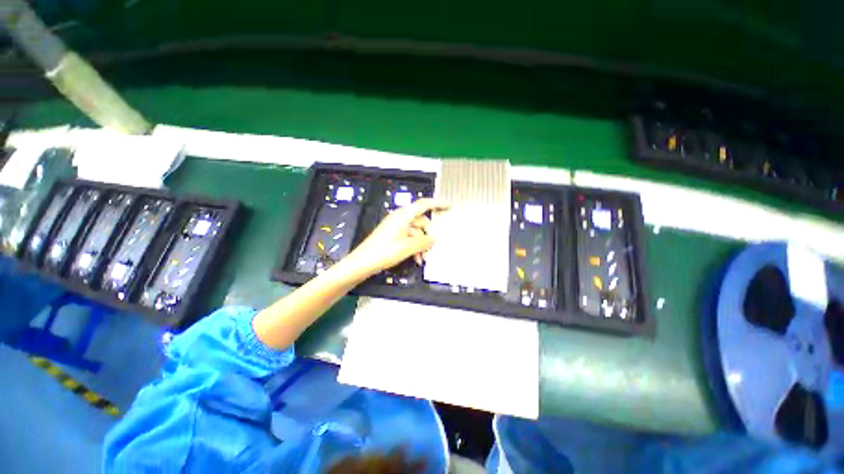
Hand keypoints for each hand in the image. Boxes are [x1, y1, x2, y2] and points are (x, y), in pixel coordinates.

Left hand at [346, 198, 449, 276]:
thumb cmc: (385, 251)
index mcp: (403, 215)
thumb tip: (434, 239)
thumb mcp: (408, 247)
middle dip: (428, 235)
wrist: (363, 262)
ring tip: (422, 258)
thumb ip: (424, 241)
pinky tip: (416, 259)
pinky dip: (414, 247)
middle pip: (421, 222)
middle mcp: (400, 219)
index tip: (448, 205)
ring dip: (421, 244)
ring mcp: (396, 227)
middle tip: (431, 248)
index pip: (423, 204)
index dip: (437, 203)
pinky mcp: (392, 236)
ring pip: (415, 232)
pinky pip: (408, 238)